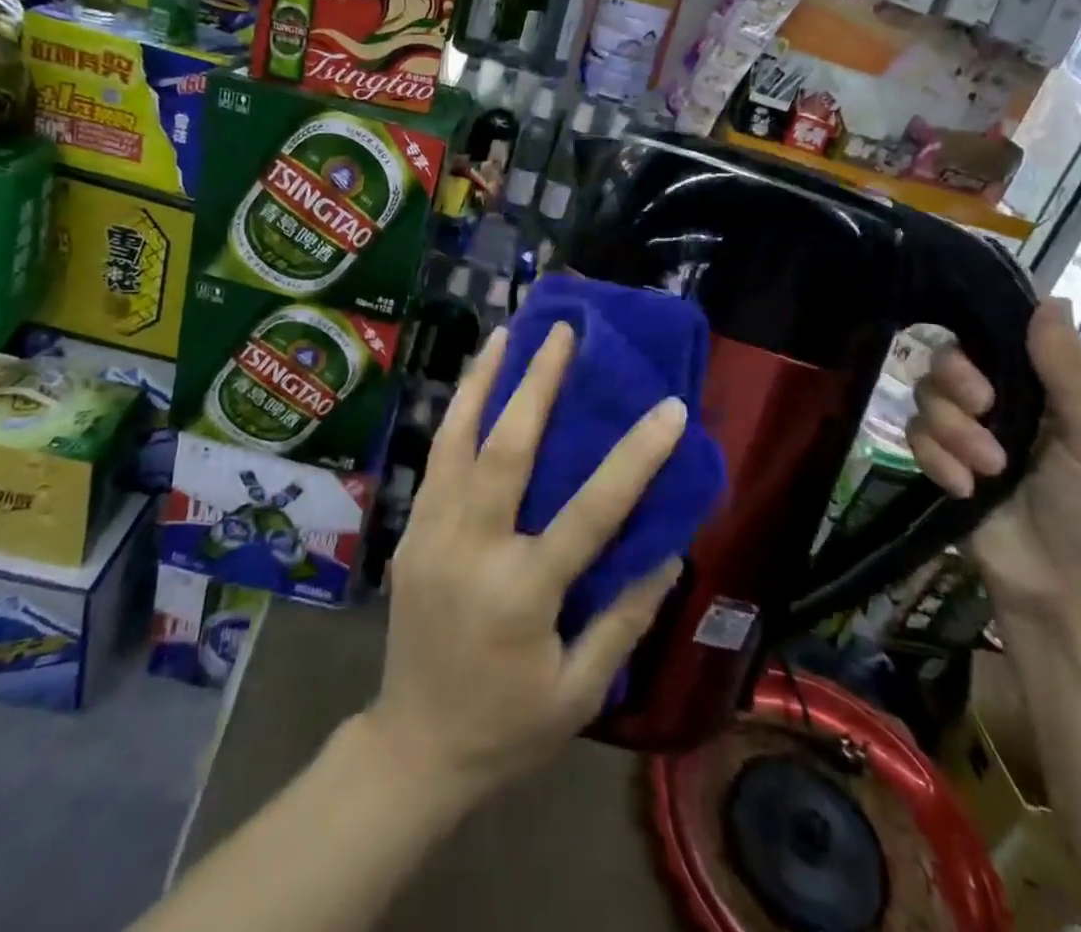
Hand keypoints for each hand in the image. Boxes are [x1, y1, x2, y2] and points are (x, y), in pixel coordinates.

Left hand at [366, 322, 684, 800]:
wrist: (413, 747)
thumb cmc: (508, 726)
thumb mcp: (580, 691)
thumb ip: (624, 618)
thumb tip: (669, 550)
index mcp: (522, 592)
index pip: (590, 513)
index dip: (635, 458)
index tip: (669, 408)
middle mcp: (472, 549)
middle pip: (507, 450)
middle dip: (536, 384)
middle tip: (561, 333)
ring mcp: (432, 534)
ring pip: (456, 440)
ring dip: (482, 381)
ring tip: (505, 334)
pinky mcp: (410, 532)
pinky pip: (436, 460)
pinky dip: (455, 415)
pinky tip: (472, 387)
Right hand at [906, 298, 1080, 633]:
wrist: (1061, 593)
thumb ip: (1070, 372)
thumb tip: (1051, 297)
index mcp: (1042, 387)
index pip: (992, 335)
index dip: (977, 340)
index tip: (988, 363)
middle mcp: (999, 401)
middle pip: (946, 360)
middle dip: (958, 387)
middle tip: (984, 414)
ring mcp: (965, 432)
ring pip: (925, 398)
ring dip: (952, 434)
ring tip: (985, 473)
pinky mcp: (939, 461)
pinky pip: (912, 436)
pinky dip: (936, 461)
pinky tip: (964, 490)